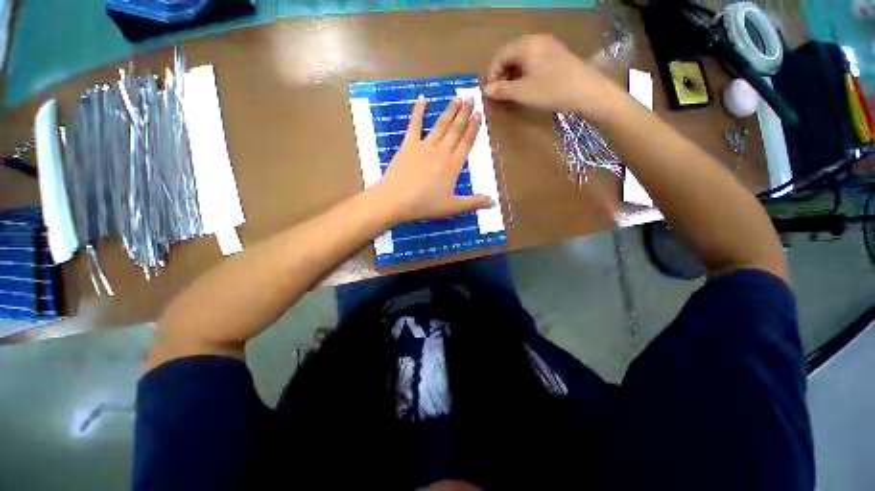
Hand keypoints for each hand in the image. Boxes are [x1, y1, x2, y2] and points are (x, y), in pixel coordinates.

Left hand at [373, 95, 493, 224]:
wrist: (395, 200)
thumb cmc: (425, 204)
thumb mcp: (453, 207)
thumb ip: (474, 203)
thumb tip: (494, 202)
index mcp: (453, 165)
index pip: (466, 143)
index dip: (473, 128)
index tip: (478, 114)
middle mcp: (441, 151)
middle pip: (455, 130)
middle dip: (464, 113)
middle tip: (471, 97)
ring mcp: (424, 146)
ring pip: (440, 125)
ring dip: (449, 110)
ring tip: (457, 97)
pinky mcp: (408, 145)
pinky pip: (414, 125)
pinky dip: (418, 111)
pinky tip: (422, 98)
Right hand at [484, 34, 623, 120]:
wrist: (586, 91)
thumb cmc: (551, 90)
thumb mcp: (522, 92)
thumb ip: (501, 90)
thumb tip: (485, 90)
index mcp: (525, 45)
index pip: (500, 56)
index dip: (492, 75)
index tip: (491, 93)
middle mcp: (536, 40)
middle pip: (510, 55)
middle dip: (502, 74)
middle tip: (500, 93)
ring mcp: (548, 45)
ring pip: (522, 58)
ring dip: (513, 74)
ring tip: (512, 92)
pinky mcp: (556, 54)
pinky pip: (533, 60)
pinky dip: (525, 73)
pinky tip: (527, 86)